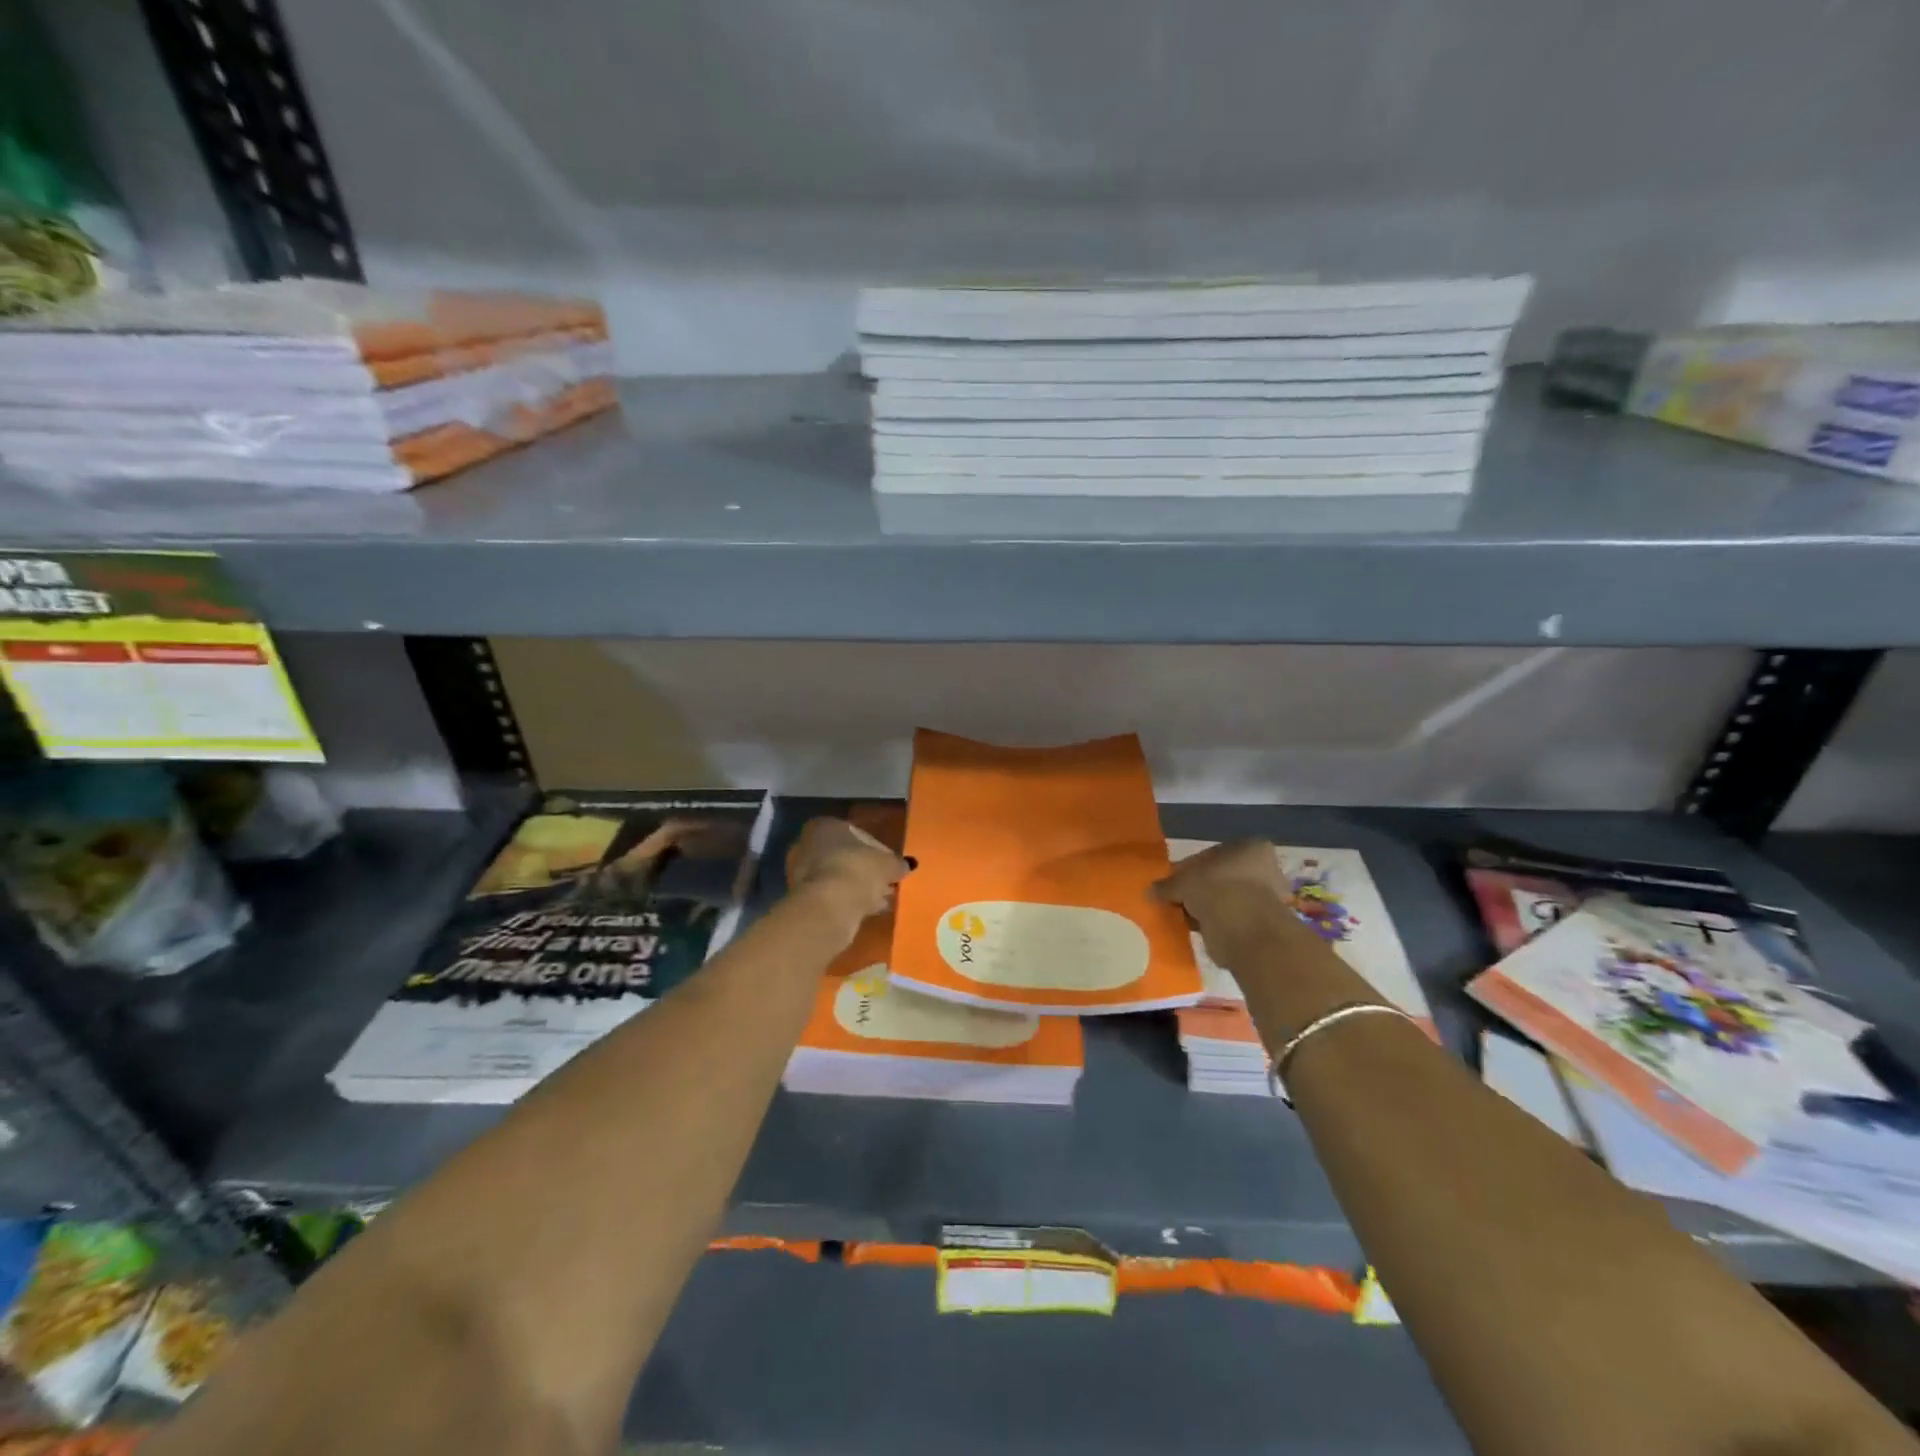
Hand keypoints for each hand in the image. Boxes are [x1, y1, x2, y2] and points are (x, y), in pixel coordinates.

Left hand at [787, 817, 908, 927]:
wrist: (828, 907)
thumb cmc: (858, 871)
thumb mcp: (887, 864)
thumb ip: (897, 863)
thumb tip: (906, 865)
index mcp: (825, 826)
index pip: (858, 834)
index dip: (879, 850)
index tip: (892, 865)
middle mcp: (808, 845)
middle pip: (845, 856)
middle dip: (866, 869)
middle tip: (887, 882)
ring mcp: (803, 873)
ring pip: (839, 877)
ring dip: (859, 887)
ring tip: (882, 900)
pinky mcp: (804, 899)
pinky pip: (834, 896)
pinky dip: (850, 900)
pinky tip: (869, 910)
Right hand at [1152, 839, 1293, 967]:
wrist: (1244, 930)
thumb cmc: (1216, 889)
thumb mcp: (1182, 882)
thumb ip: (1167, 885)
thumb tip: (1151, 891)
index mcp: (1250, 848)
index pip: (1211, 855)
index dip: (1188, 869)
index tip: (1173, 883)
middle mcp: (1265, 869)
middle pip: (1221, 877)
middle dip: (1200, 890)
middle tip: (1179, 901)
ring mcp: (1268, 898)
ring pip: (1227, 899)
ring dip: (1208, 908)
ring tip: (1187, 918)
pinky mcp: (1264, 926)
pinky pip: (1232, 920)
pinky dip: (1217, 924)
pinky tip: (1200, 930)